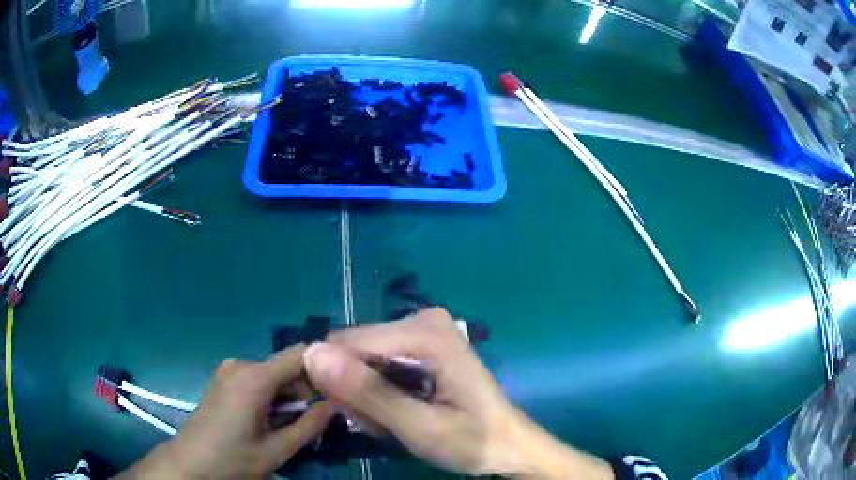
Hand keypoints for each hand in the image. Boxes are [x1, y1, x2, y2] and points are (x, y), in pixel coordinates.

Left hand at [119, 345, 334, 478]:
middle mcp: (240, 365)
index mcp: (253, 378)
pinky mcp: (224, 379)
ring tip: (297, 423)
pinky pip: (258, 379)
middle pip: (287, 366)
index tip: (344, 388)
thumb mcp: (276, 450)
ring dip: (290, 395)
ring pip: (274, 374)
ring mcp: (229, 370)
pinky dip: (273, 396)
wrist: (190, 462)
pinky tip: (272, 419)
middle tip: (321, 417)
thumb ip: (310, 426)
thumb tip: (337, 404)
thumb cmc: (232, 459)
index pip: (300, 354)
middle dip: (307, 388)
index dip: (325, 366)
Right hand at [303, 308, 613, 478]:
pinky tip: (400, 412)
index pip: (346, 344)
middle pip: (354, 350)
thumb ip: (367, 392)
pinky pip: (377, 364)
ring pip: (361, 360)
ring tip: (394, 422)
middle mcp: (422, 319)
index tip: (358, 418)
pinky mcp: (420, 344)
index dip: (338, 382)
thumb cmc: (472, 441)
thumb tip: (312, 354)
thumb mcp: (419, 427)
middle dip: (357, 392)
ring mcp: (422, 330)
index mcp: (425, 332)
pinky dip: (379, 393)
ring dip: (367, 396)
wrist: (508, 445)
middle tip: (382, 424)